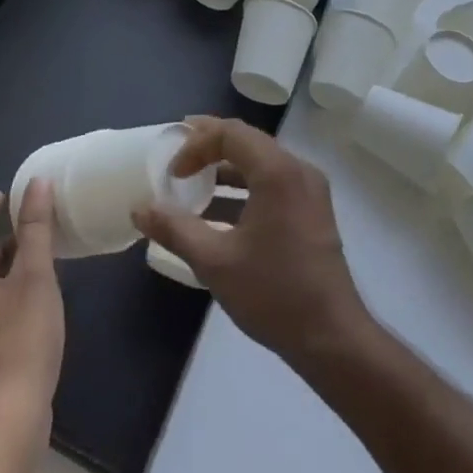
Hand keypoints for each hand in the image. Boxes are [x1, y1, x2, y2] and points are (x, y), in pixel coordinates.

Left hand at [0, 182, 65, 431]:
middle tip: (31, 233)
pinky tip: (32, 306)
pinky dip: (2, 295)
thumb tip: (37, 184)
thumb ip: (36, 228)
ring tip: (39, 267)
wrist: (7, 422)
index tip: (7, 198)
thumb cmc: (20, 340)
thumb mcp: (35, 275)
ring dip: (2, 268)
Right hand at [133, 117, 371, 370]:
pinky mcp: (313, 210)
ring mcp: (310, 189)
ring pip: (261, 161)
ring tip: (195, 180)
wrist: (333, 339)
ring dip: (227, 167)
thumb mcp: (215, 262)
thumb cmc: (273, 293)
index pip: (230, 133)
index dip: (196, 145)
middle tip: (178, 152)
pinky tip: (221, 212)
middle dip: (210, 144)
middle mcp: (297, 169)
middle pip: (248, 140)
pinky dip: (246, 186)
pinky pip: (274, 181)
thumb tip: (139, 208)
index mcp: (277, 171)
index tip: (173, 173)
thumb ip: (175, 229)